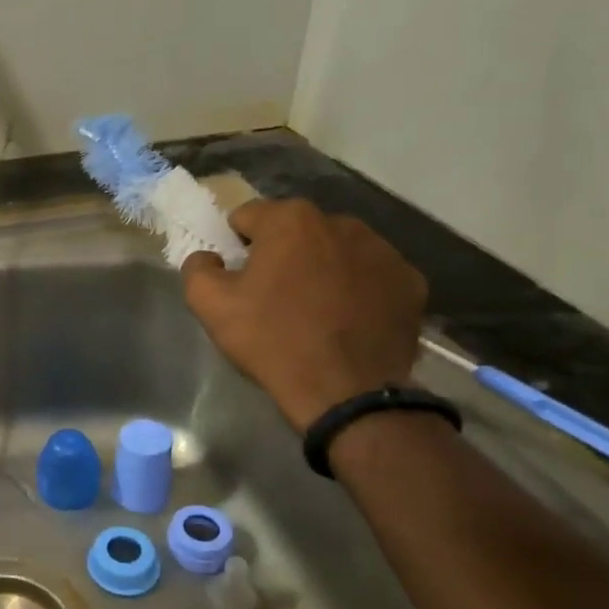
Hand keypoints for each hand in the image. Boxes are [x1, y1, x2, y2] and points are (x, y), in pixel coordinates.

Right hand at [180, 198, 426, 430]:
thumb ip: (198, 268)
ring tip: (314, 309)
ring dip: (322, 268)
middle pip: (297, 230)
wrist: (345, 392)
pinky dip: (358, 289)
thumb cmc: (272, 340)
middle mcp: (341, 222)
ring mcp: (384, 251)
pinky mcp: (411, 282)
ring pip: (337, 250)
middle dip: (283, 253)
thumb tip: (208, 258)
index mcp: (290, 221)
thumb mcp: (209, 305)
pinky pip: (372, 276)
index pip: (248, 216)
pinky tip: (347, 320)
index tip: (238, 277)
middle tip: (274, 295)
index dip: (237, 245)